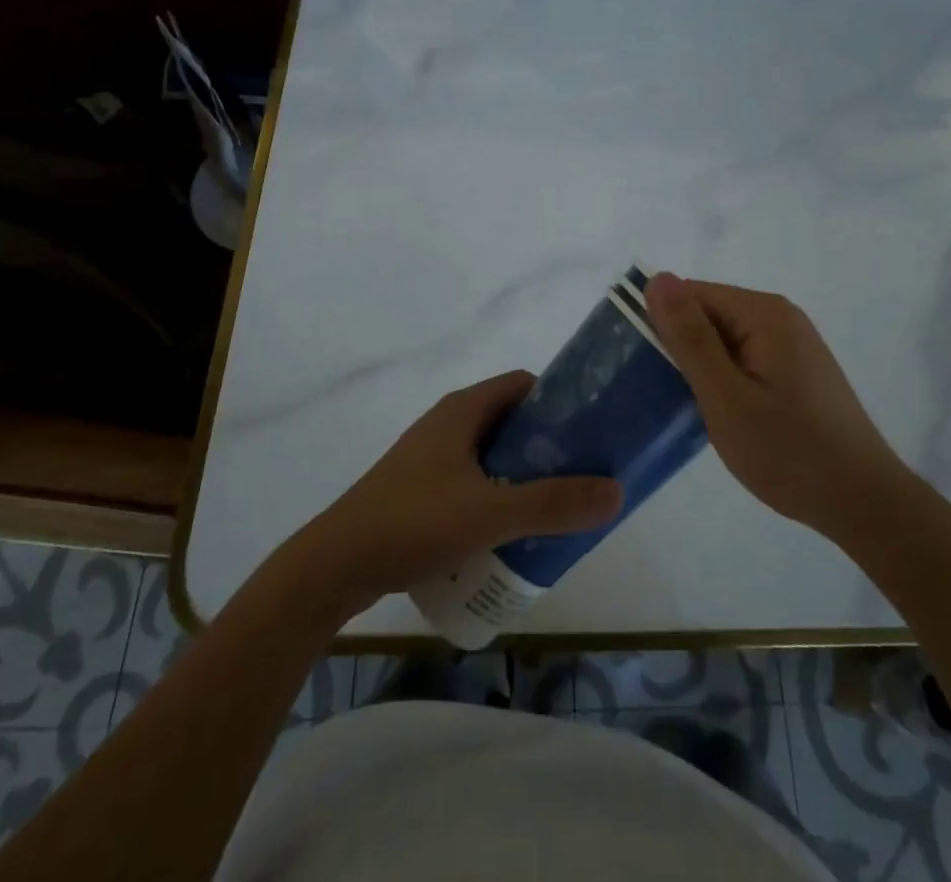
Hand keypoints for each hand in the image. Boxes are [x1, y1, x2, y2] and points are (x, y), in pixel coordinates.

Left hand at [277, 371, 623, 621]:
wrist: (334, 566)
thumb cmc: (413, 522)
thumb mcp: (490, 513)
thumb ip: (553, 504)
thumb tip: (616, 491)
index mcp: (463, 410)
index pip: (524, 385)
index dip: (560, 401)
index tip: (591, 430)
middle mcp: (447, 423)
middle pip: (511, 421)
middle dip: (547, 446)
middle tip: (581, 476)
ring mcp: (430, 456)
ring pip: (491, 454)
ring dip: (522, 474)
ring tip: (554, 507)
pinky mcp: (419, 488)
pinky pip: (471, 480)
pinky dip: (496, 495)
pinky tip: (509, 532)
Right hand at [645, 272, 914, 546]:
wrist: (864, 503)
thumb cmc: (789, 452)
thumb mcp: (726, 397)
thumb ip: (690, 338)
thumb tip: (657, 279)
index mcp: (763, 313)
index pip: (691, 295)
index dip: (664, 328)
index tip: (647, 371)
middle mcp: (780, 316)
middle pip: (709, 314)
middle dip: (684, 349)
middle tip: (668, 397)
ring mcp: (791, 343)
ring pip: (724, 339)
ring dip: (703, 368)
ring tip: (691, 410)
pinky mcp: (796, 369)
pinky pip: (744, 358)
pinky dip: (726, 380)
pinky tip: (723, 415)